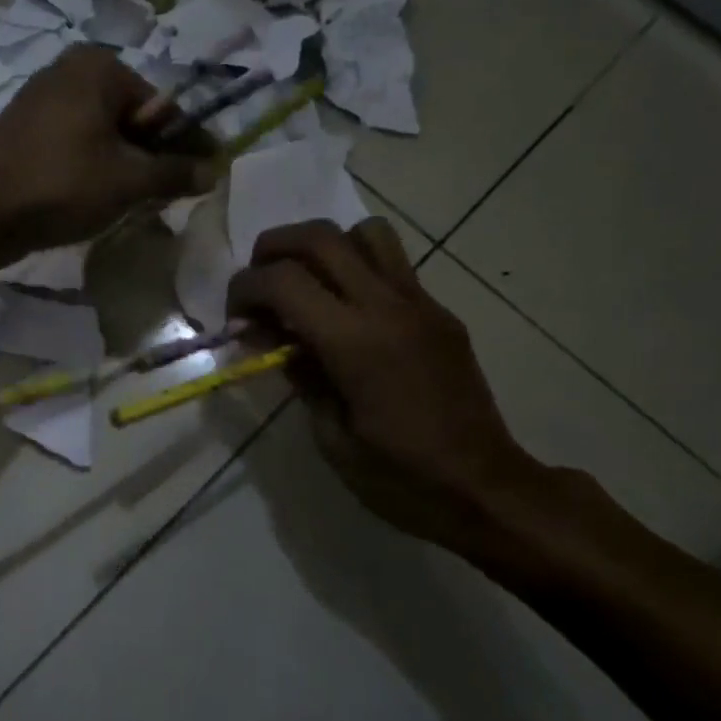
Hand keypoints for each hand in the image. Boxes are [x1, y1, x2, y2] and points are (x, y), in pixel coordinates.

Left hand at [0, 45, 213, 268]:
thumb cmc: (58, 184)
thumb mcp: (127, 181)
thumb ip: (174, 173)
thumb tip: (214, 171)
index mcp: (99, 68)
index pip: (163, 106)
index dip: (187, 144)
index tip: (206, 176)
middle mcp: (71, 73)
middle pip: (134, 119)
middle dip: (154, 159)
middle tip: (169, 198)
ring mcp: (44, 102)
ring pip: (106, 137)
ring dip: (126, 170)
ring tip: (136, 205)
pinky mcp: (28, 133)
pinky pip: (78, 148)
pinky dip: (96, 172)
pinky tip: (100, 202)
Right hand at [227, 219, 542, 551]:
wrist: (485, 488)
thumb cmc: (401, 477)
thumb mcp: (332, 438)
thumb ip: (302, 376)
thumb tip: (278, 341)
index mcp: (355, 343)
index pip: (283, 281)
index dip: (245, 289)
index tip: (235, 318)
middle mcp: (387, 307)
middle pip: (319, 237)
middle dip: (274, 248)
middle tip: (258, 283)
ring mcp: (420, 303)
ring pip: (365, 233)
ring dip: (323, 246)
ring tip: (307, 283)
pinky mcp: (439, 312)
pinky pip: (393, 264)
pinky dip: (357, 267)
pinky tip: (347, 310)